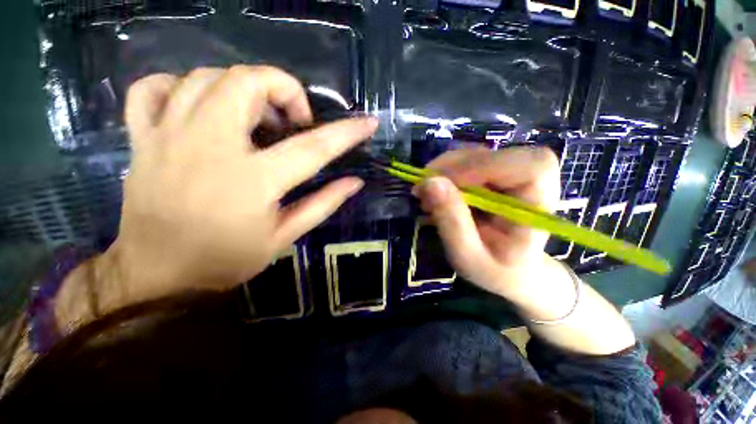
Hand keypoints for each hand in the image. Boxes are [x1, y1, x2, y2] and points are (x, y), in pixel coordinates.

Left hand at [97, 66, 376, 309]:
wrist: (156, 272)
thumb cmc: (226, 258)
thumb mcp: (284, 236)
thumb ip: (323, 204)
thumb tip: (355, 182)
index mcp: (253, 180)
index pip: (313, 147)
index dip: (347, 132)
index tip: (368, 123)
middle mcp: (210, 147)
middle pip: (248, 82)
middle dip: (284, 90)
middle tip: (294, 121)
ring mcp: (167, 136)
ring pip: (205, 76)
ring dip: (242, 87)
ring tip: (256, 116)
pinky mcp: (142, 138)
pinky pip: (152, 89)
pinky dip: (179, 86)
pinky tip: (199, 105)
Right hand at [412, 147, 560, 304]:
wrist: (509, 272)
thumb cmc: (493, 271)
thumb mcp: (467, 256)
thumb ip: (451, 221)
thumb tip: (429, 182)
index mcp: (538, 208)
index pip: (528, 167)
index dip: (482, 167)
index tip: (440, 184)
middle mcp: (533, 183)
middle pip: (498, 155)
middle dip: (454, 167)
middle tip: (422, 187)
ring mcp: (513, 175)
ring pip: (479, 155)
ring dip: (446, 169)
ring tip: (426, 191)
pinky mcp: (496, 175)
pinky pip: (470, 162)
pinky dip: (447, 172)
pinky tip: (436, 190)